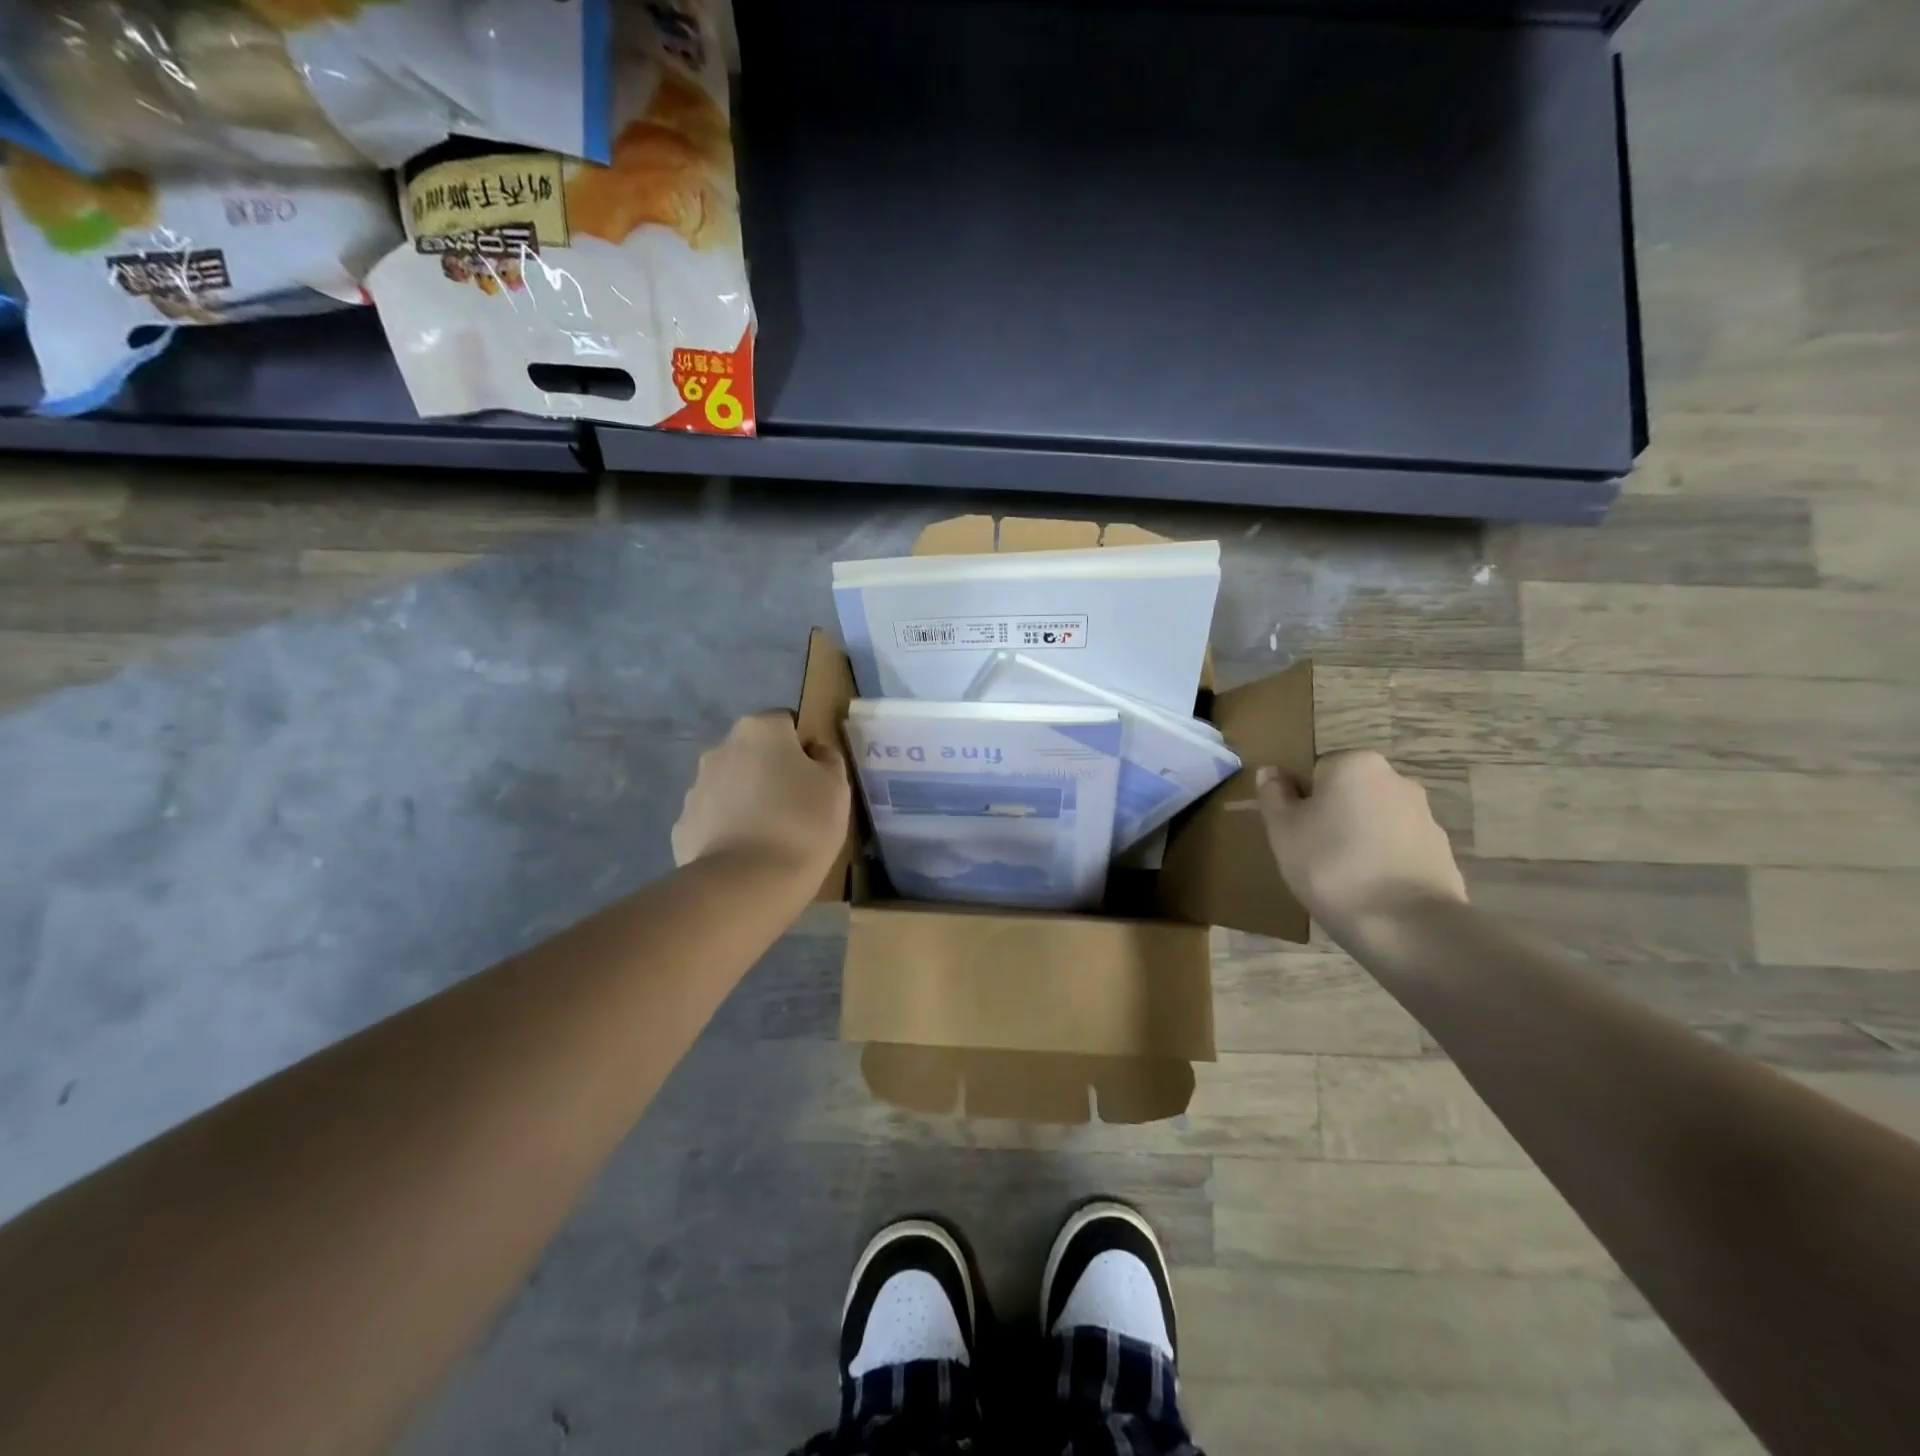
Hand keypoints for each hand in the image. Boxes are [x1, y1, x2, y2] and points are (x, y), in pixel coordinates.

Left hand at [673, 712, 850, 884]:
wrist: (747, 883)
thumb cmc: (803, 824)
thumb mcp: (836, 787)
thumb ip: (827, 758)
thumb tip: (814, 751)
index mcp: (760, 729)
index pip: (785, 722)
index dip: (802, 747)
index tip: (815, 777)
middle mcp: (721, 748)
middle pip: (753, 752)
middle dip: (770, 770)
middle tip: (796, 806)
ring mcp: (696, 787)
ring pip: (730, 784)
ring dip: (747, 799)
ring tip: (770, 835)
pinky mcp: (683, 825)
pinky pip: (713, 818)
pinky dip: (727, 828)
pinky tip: (746, 854)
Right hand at [1256, 750, 1466, 932]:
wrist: (1407, 926)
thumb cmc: (1331, 866)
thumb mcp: (1283, 830)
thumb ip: (1274, 795)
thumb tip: (1272, 772)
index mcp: (1355, 764)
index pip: (1315, 770)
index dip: (1300, 801)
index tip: (1294, 832)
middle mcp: (1396, 779)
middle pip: (1348, 793)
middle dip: (1332, 817)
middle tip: (1312, 855)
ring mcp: (1425, 816)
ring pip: (1374, 821)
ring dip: (1358, 839)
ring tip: (1342, 879)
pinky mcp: (1442, 852)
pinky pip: (1397, 849)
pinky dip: (1382, 862)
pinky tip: (1370, 891)